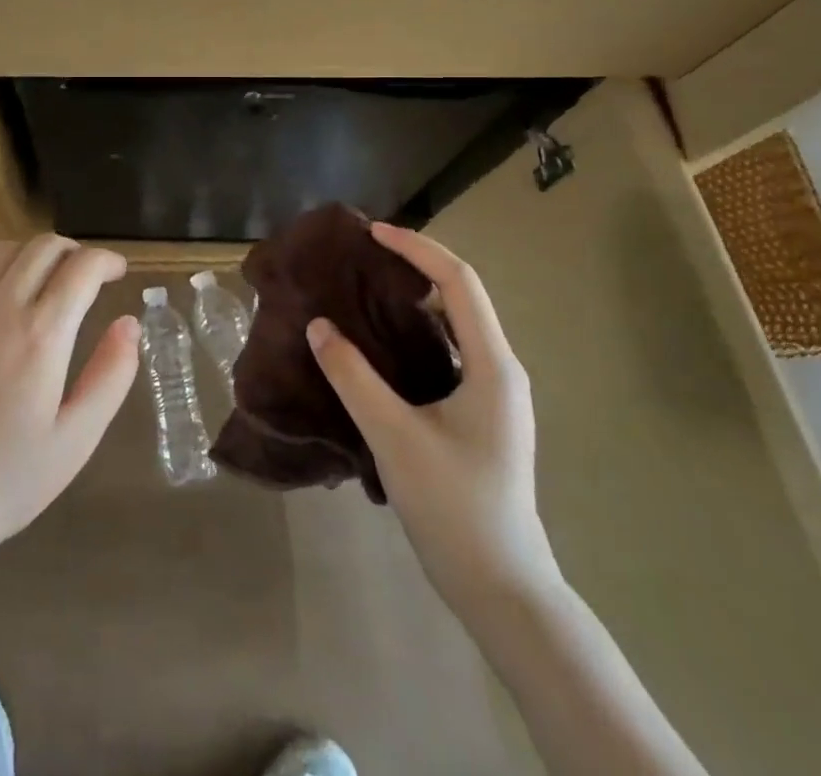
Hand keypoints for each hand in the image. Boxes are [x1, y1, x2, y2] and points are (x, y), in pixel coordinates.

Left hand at [0, 235, 139, 560]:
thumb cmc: (8, 479)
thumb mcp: (77, 438)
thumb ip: (111, 374)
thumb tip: (129, 324)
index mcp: (41, 335)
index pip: (81, 267)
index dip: (107, 260)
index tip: (120, 272)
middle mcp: (0, 308)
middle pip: (43, 246)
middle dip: (75, 251)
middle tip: (90, 277)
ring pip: (7, 250)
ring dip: (38, 255)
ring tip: (52, 285)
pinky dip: (4, 271)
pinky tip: (10, 307)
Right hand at [307, 222, 560, 620]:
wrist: (502, 588)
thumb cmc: (454, 507)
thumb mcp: (394, 436)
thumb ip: (353, 377)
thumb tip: (318, 326)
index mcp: (493, 365)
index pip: (458, 282)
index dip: (416, 248)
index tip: (371, 232)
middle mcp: (501, 369)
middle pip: (461, 295)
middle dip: (414, 266)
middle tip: (362, 258)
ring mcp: (495, 393)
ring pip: (456, 324)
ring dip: (415, 299)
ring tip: (365, 290)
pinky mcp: (482, 414)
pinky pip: (450, 351)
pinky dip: (417, 331)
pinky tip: (382, 344)